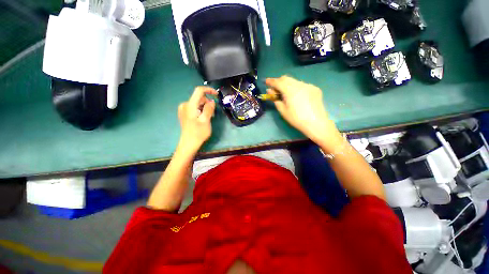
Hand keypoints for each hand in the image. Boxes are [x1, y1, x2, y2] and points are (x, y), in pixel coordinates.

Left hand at [178, 87, 217, 151]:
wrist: (188, 144)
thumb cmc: (198, 133)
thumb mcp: (206, 120)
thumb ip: (209, 109)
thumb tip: (212, 101)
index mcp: (190, 105)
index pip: (199, 91)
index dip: (209, 90)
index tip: (217, 95)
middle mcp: (185, 105)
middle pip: (199, 98)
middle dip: (208, 103)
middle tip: (213, 113)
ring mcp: (183, 109)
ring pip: (198, 103)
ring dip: (205, 107)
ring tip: (209, 117)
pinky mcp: (185, 113)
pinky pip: (195, 107)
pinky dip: (201, 110)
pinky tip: (203, 118)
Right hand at [266, 76, 340, 145]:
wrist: (316, 123)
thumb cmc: (296, 119)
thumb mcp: (283, 111)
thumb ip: (275, 99)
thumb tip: (270, 91)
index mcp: (290, 90)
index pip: (278, 82)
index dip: (271, 81)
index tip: (266, 81)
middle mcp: (300, 84)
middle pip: (286, 78)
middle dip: (279, 81)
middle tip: (275, 89)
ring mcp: (309, 85)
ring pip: (295, 81)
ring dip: (288, 84)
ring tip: (286, 94)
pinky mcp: (315, 88)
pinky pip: (302, 85)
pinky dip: (297, 88)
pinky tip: (297, 96)